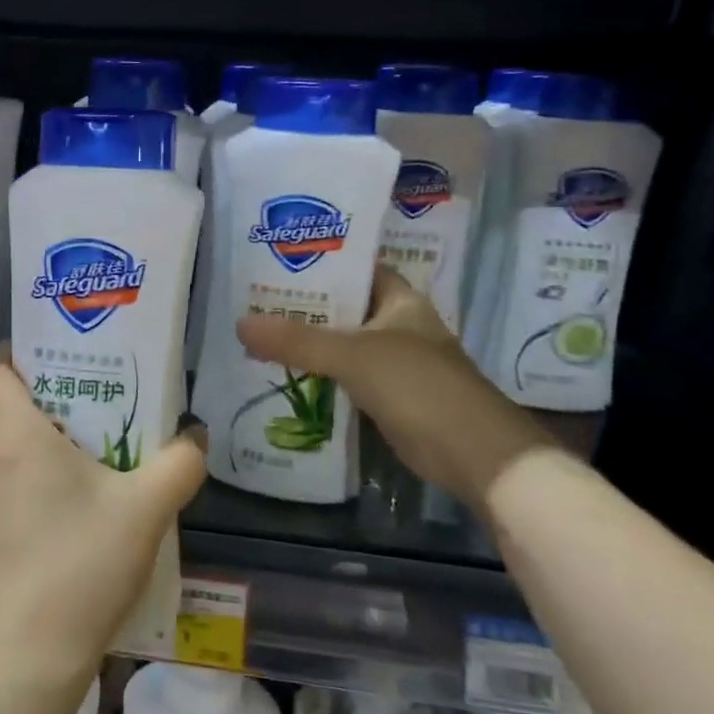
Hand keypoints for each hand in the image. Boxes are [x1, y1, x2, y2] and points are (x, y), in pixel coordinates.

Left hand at [0, 353, 206, 713]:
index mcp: (11, 432)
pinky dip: (10, 477)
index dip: (19, 358)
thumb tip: (195, 436)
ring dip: (20, 440)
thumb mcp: (146, 508)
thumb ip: (179, 463)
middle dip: (31, 399)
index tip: (58, 366)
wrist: (28, 654)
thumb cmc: (82, 563)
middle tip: (78, 409)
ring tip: (68, 456)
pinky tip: (50, 506)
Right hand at [235, 265, 553, 516]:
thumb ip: (297, 340)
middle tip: (252, 298)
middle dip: (303, 305)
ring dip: (307, 341)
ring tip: (257, 331)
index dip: (320, 261)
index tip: (276, 259)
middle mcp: (397, 325)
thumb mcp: (353, 355)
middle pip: (343, 307)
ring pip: (341, 343)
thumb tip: (240, 324)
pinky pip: (344, 375)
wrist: (473, 454)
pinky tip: (283, 372)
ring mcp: (394, 362)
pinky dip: (318, 373)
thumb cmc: (418, 385)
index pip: (356, 268)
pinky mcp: (387, 396)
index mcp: (400, 300)